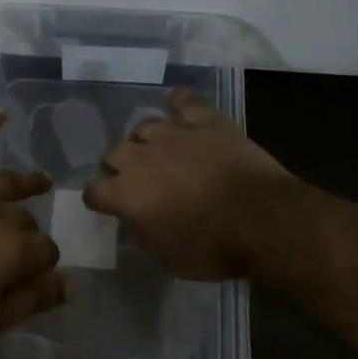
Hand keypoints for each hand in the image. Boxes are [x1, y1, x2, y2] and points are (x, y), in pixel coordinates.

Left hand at [0, 110, 66, 353]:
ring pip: (3, 182)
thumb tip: (72, 283)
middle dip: (28, 232)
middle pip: (24, 219)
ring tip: (38, 181)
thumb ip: (31, 301)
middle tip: (19, 247)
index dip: (42, 265)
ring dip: (25, 182)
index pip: (45, 251)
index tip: (32, 276)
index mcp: (13, 251)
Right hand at [82, 89, 294, 280]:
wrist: (263, 221)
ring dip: (145, 139)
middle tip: (132, 176)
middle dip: (117, 164)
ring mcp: (174, 135)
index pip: (94, 191)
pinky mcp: (206, 121)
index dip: (98, 198)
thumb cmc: (212, 249)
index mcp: (127, 195)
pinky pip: (184, 101)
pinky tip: (176, 105)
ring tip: (157, 149)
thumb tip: (135, 218)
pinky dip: (178, 102)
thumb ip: (142, 232)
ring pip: (144, 125)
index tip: (105, 204)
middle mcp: (141, 159)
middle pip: (113, 151)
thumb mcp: (166, 257)